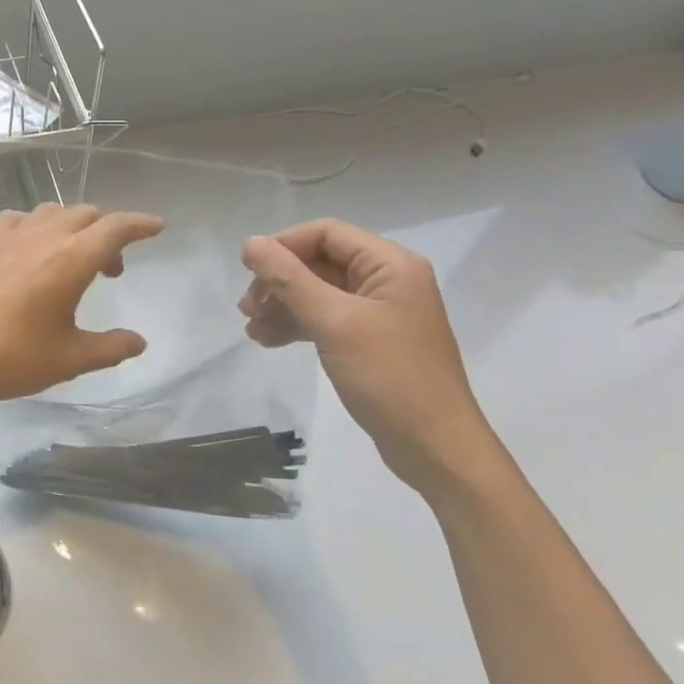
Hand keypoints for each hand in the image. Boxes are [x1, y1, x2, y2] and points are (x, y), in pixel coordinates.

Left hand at [0, 203, 163, 410]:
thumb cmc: (8, 358)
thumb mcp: (67, 360)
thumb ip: (109, 348)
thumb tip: (139, 341)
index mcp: (70, 260)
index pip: (115, 228)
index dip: (140, 224)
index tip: (157, 227)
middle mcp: (43, 236)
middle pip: (87, 215)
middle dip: (108, 233)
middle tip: (111, 271)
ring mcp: (10, 235)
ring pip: (54, 212)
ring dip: (74, 227)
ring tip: (74, 260)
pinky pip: (21, 219)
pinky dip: (38, 227)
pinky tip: (32, 252)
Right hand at [240, 219, 496, 495]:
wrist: (436, 450)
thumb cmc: (389, 377)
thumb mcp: (333, 323)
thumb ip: (289, 279)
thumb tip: (250, 243)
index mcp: (390, 265)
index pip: (326, 234)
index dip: (283, 245)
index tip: (248, 270)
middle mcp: (388, 280)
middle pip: (319, 261)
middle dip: (279, 281)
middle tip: (247, 308)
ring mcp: (380, 311)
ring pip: (319, 291)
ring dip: (283, 305)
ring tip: (253, 330)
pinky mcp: (372, 339)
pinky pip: (327, 318)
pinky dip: (298, 325)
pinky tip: (270, 341)